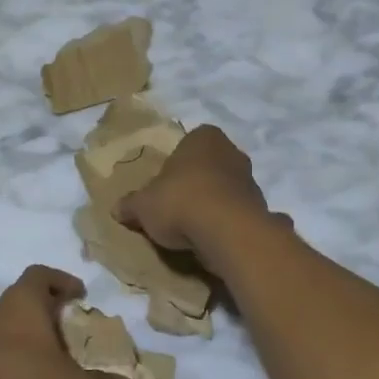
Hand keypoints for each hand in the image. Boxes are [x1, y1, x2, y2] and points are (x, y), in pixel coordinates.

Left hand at [0, 267, 137, 378]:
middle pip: (23, 301)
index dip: (61, 280)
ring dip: (31, 342)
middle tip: (71, 332)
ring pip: (10, 331)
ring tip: (56, 364)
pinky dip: (16, 367)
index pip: (40, 274)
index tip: (80, 294)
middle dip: (48, 314)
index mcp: (24, 302)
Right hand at [115, 125, 279, 261]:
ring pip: (227, 190)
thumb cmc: (181, 201)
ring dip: (215, 205)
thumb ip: (131, 205)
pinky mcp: (261, 209)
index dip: (177, 164)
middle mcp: (232, 152)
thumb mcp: (144, 205)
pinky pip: (240, 214)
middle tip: (178, 206)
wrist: (227, 232)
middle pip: (210, 166)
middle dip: (198, 182)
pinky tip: (215, 241)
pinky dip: (229, 225)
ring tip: (194, 229)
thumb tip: (116, 209)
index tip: (166, 184)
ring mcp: (251, 181)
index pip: (190, 143)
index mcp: (204, 138)